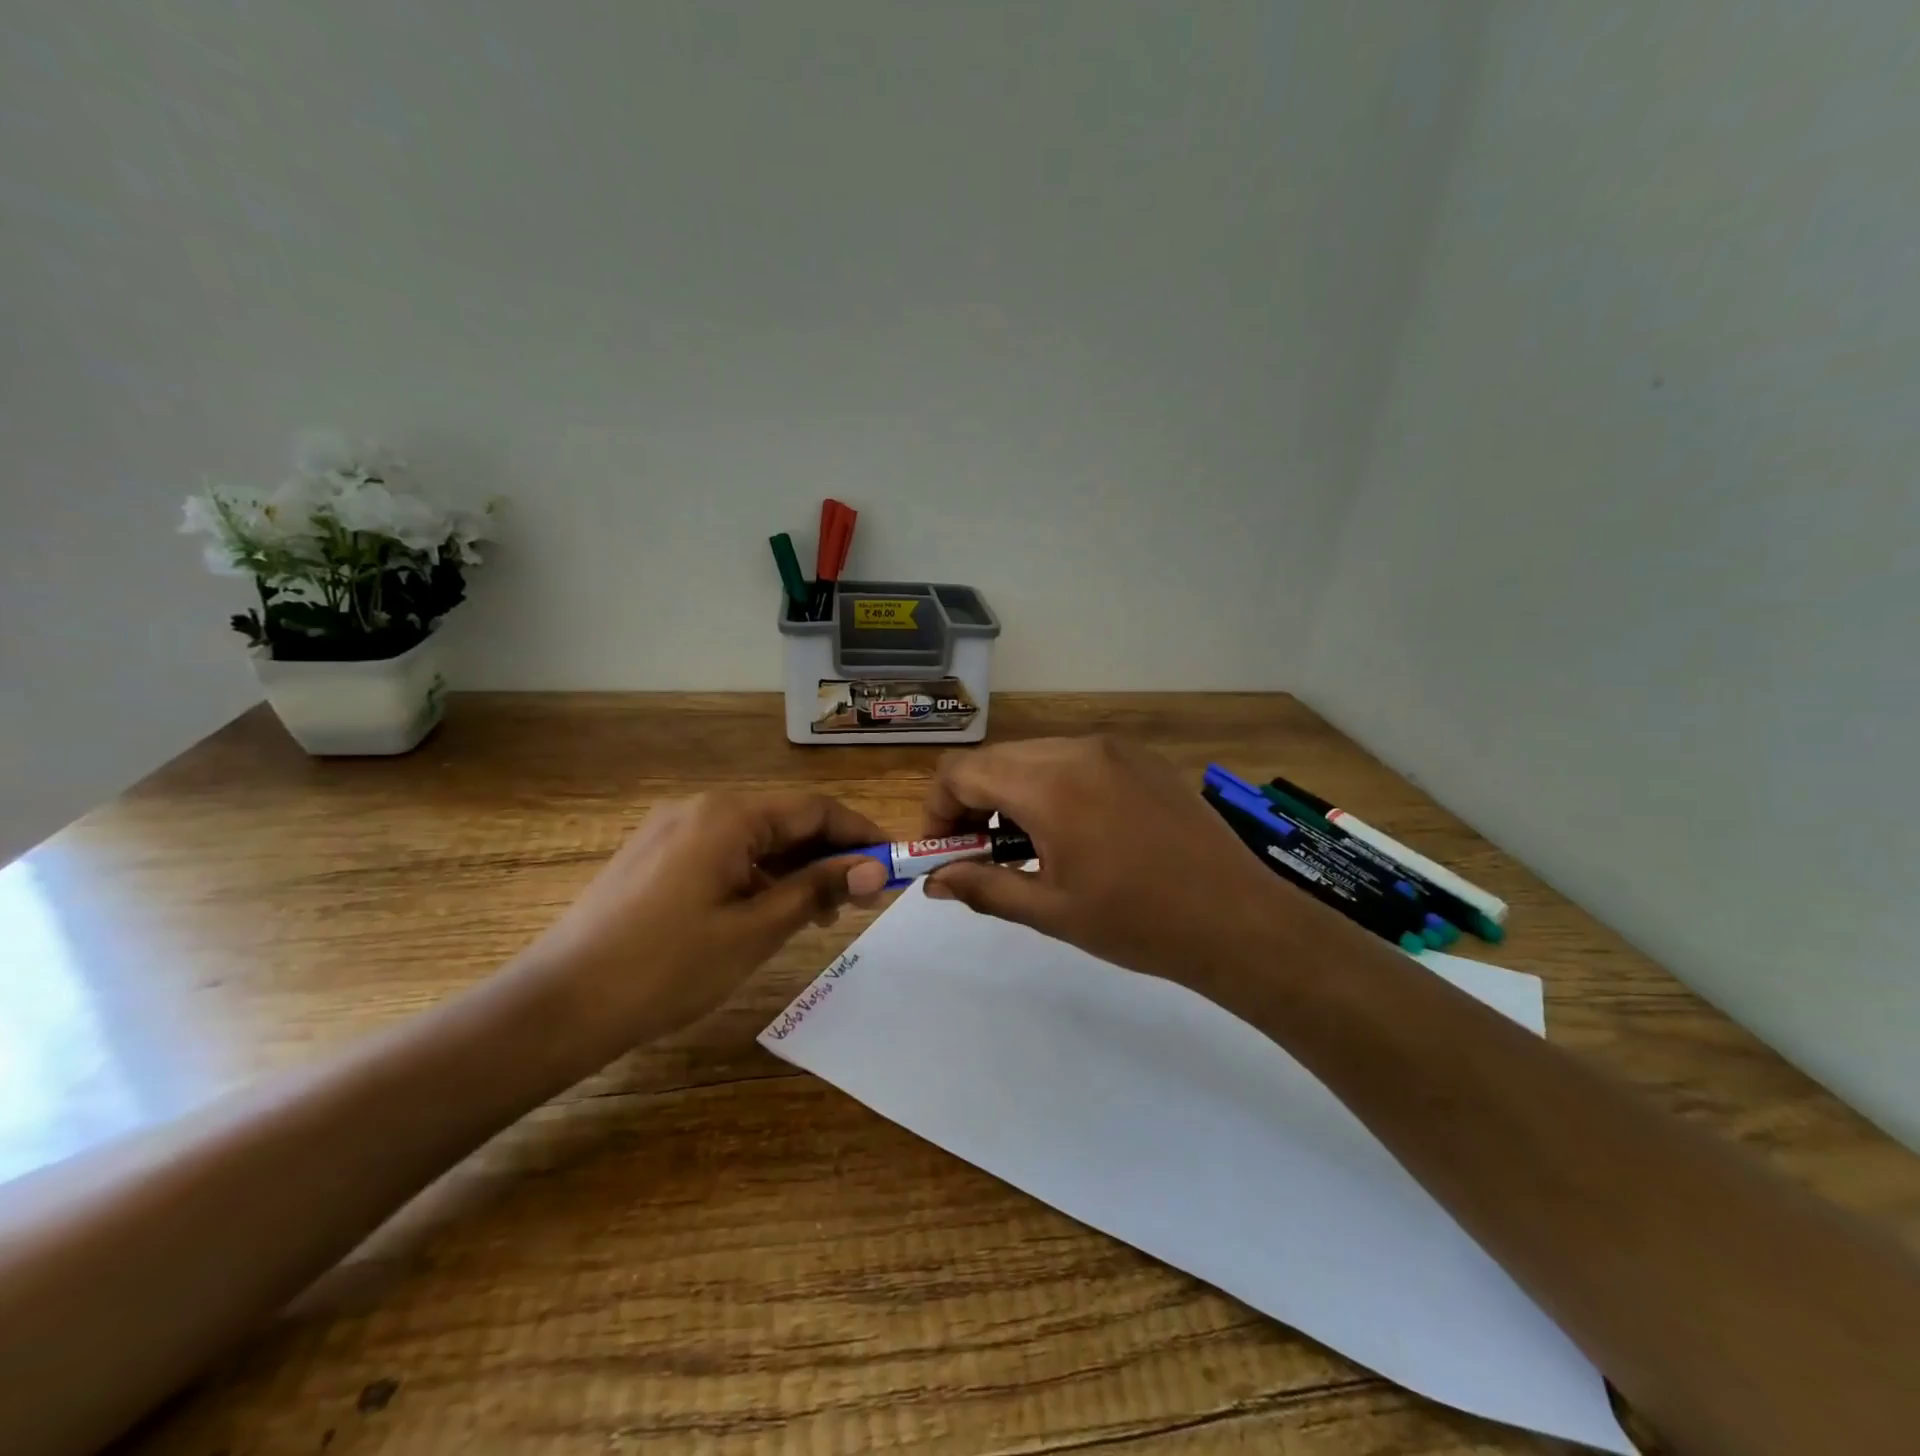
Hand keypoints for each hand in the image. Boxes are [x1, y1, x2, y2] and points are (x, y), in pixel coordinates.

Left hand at [518, 792, 891, 1048]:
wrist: (557, 1006)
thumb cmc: (666, 968)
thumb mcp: (755, 931)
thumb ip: (818, 890)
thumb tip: (877, 869)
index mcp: (728, 815)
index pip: (815, 809)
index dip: (861, 834)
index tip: (894, 866)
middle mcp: (701, 808)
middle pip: (785, 820)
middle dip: (829, 855)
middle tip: (861, 901)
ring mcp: (672, 829)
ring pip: (754, 838)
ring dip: (794, 868)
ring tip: (819, 915)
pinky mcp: (655, 855)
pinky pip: (724, 853)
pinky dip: (757, 876)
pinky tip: (768, 912)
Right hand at [920, 737, 1304, 988]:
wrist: (1236, 919)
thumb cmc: (1138, 923)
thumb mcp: (1050, 910)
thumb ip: (982, 887)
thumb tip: (934, 881)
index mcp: (1050, 786)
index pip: (962, 772)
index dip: (938, 808)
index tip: (944, 848)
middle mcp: (1078, 750)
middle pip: (996, 759)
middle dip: (972, 801)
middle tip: (980, 851)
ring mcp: (1114, 748)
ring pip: (1035, 755)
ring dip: (1012, 792)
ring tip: (1028, 845)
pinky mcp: (1141, 756)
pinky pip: (1076, 758)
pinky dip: (1053, 784)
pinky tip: (1075, 829)